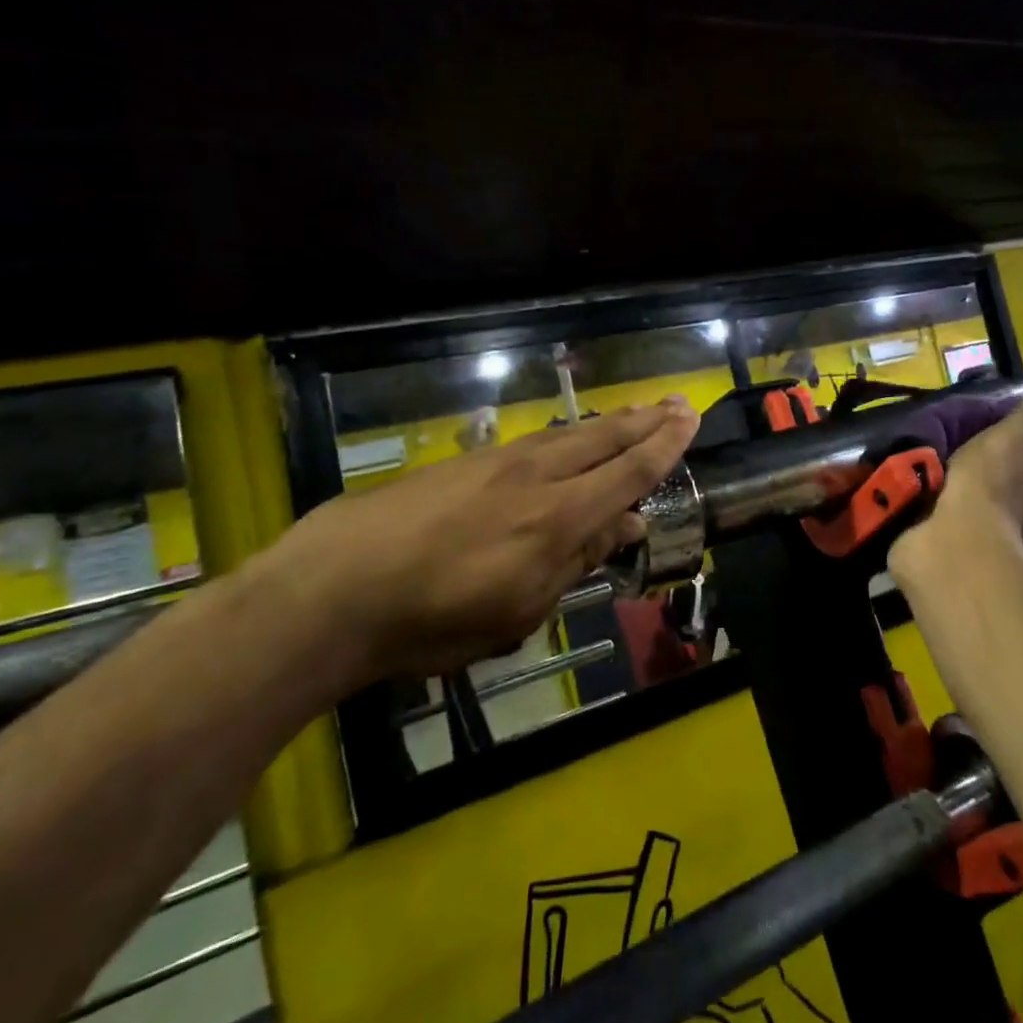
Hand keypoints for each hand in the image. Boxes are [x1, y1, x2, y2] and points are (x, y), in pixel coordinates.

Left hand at [253, 398, 699, 685]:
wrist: (334, 589)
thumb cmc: (435, 619)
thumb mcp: (519, 609)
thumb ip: (575, 561)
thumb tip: (621, 525)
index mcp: (558, 517)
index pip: (627, 472)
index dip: (663, 447)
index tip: (688, 420)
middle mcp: (536, 477)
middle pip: (602, 438)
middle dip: (643, 421)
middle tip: (674, 403)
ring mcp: (496, 463)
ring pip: (567, 434)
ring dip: (606, 423)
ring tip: (632, 414)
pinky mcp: (463, 463)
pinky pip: (531, 443)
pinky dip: (564, 437)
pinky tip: (565, 441)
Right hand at [889, 402, 1022, 584]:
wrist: (954, 534)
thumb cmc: (988, 481)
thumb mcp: (1011, 439)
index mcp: (1022, 480)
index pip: (1019, 459)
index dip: (1006, 445)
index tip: (986, 431)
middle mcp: (1000, 505)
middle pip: (985, 478)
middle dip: (968, 465)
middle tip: (942, 441)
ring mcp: (966, 524)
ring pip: (954, 493)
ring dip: (939, 481)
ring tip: (913, 458)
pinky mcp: (933, 536)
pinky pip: (924, 510)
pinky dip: (915, 499)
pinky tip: (899, 483)